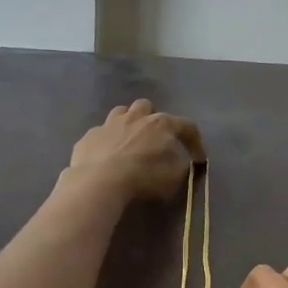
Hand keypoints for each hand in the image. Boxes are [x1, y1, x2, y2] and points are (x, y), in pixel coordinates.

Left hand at [67, 100, 204, 201]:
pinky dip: (106, 141)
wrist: (100, 180)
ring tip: (129, 140)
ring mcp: (109, 123)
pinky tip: (105, 155)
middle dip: (152, 118)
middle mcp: (136, 116)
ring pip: (121, 112)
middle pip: (147, 107)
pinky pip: (100, 133)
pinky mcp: (89, 135)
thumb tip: (183, 162)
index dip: (195, 142)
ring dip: (128, 122)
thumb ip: (182, 166)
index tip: (198, 159)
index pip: (187, 126)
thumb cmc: (144, 176)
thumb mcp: (174, 176)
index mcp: (161, 124)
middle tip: (154, 138)